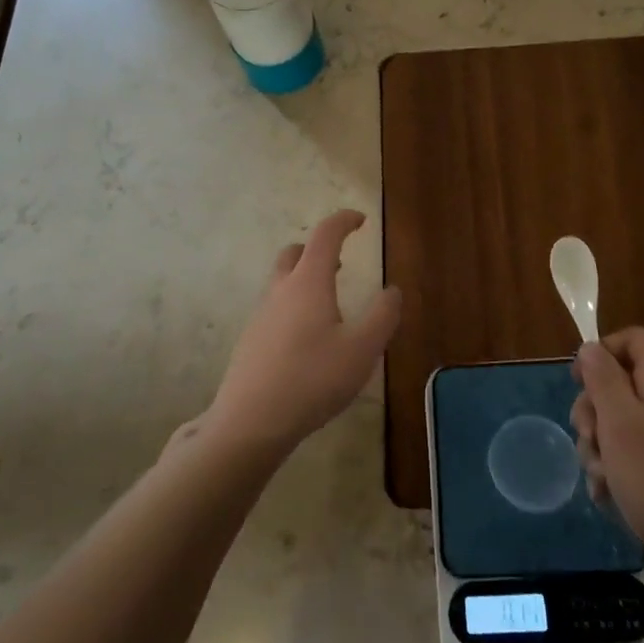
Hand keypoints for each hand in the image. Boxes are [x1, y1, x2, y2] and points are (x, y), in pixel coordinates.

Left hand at [204, 210, 401, 455]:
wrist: (250, 422)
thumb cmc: (312, 379)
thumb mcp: (362, 350)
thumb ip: (383, 316)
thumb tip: (393, 290)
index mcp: (308, 282)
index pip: (325, 235)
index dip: (343, 221)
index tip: (360, 220)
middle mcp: (280, 290)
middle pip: (295, 253)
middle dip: (317, 249)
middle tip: (340, 261)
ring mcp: (261, 316)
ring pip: (281, 281)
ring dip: (304, 279)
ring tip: (328, 303)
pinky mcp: (251, 341)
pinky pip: (275, 308)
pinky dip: (293, 306)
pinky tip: (307, 340)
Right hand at [571, 328, 643, 590]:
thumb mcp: (622, 425)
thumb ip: (603, 380)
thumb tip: (591, 347)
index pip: (632, 340)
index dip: (601, 353)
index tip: (577, 384)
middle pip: (621, 386)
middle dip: (593, 412)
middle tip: (589, 441)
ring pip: (624, 429)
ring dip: (601, 451)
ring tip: (601, 482)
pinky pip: (638, 464)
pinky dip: (620, 477)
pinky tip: (612, 502)